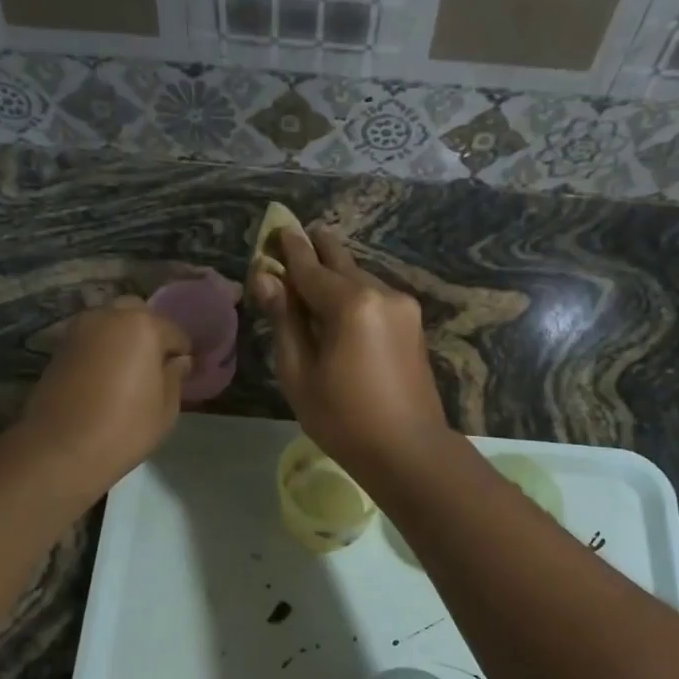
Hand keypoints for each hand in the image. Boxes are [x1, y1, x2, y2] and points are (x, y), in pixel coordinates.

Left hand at [17, 299, 191, 494]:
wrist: (61, 449)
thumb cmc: (124, 429)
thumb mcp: (166, 408)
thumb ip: (175, 376)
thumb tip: (179, 361)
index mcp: (142, 326)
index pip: (174, 331)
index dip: (182, 353)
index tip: (184, 374)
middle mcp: (109, 316)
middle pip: (138, 314)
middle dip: (150, 333)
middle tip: (155, 366)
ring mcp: (79, 329)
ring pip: (110, 322)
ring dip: (123, 338)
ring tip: (129, 371)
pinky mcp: (59, 347)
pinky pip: (91, 339)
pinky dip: (102, 349)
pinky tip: (106, 376)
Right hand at [248, 225, 448, 476]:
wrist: (409, 450)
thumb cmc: (343, 419)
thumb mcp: (299, 373)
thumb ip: (284, 320)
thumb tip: (266, 279)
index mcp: (350, 304)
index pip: (310, 267)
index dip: (289, 250)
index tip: (276, 228)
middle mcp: (381, 293)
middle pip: (341, 262)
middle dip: (317, 249)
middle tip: (296, 235)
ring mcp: (402, 307)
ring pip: (360, 278)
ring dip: (336, 272)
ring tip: (314, 270)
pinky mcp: (412, 323)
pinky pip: (375, 295)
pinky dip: (354, 292)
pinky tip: (340, 302)